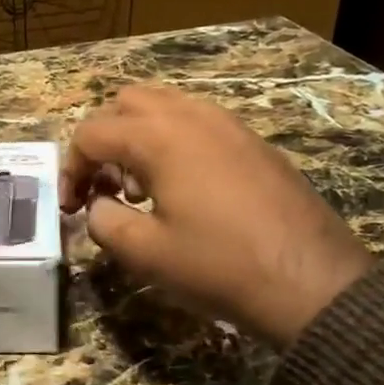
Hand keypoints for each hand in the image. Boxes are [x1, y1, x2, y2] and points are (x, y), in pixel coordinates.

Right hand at [61, 85, 371, 345]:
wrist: (311, 281)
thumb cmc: (220, 264)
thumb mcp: (145, 252)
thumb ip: (103, 221)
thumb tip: (99, 207)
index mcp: (158, 137)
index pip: (91, 133)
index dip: (71, 169)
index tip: (72, 208)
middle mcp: (191, 115)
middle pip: (126, 103)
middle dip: (104, 141)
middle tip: (105, 187)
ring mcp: (228, 123)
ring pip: (165, 107)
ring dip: (138, 138)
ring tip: (142, 189)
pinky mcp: (252, 141)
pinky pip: (197, 123)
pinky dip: (173, 142)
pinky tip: (183, 190)